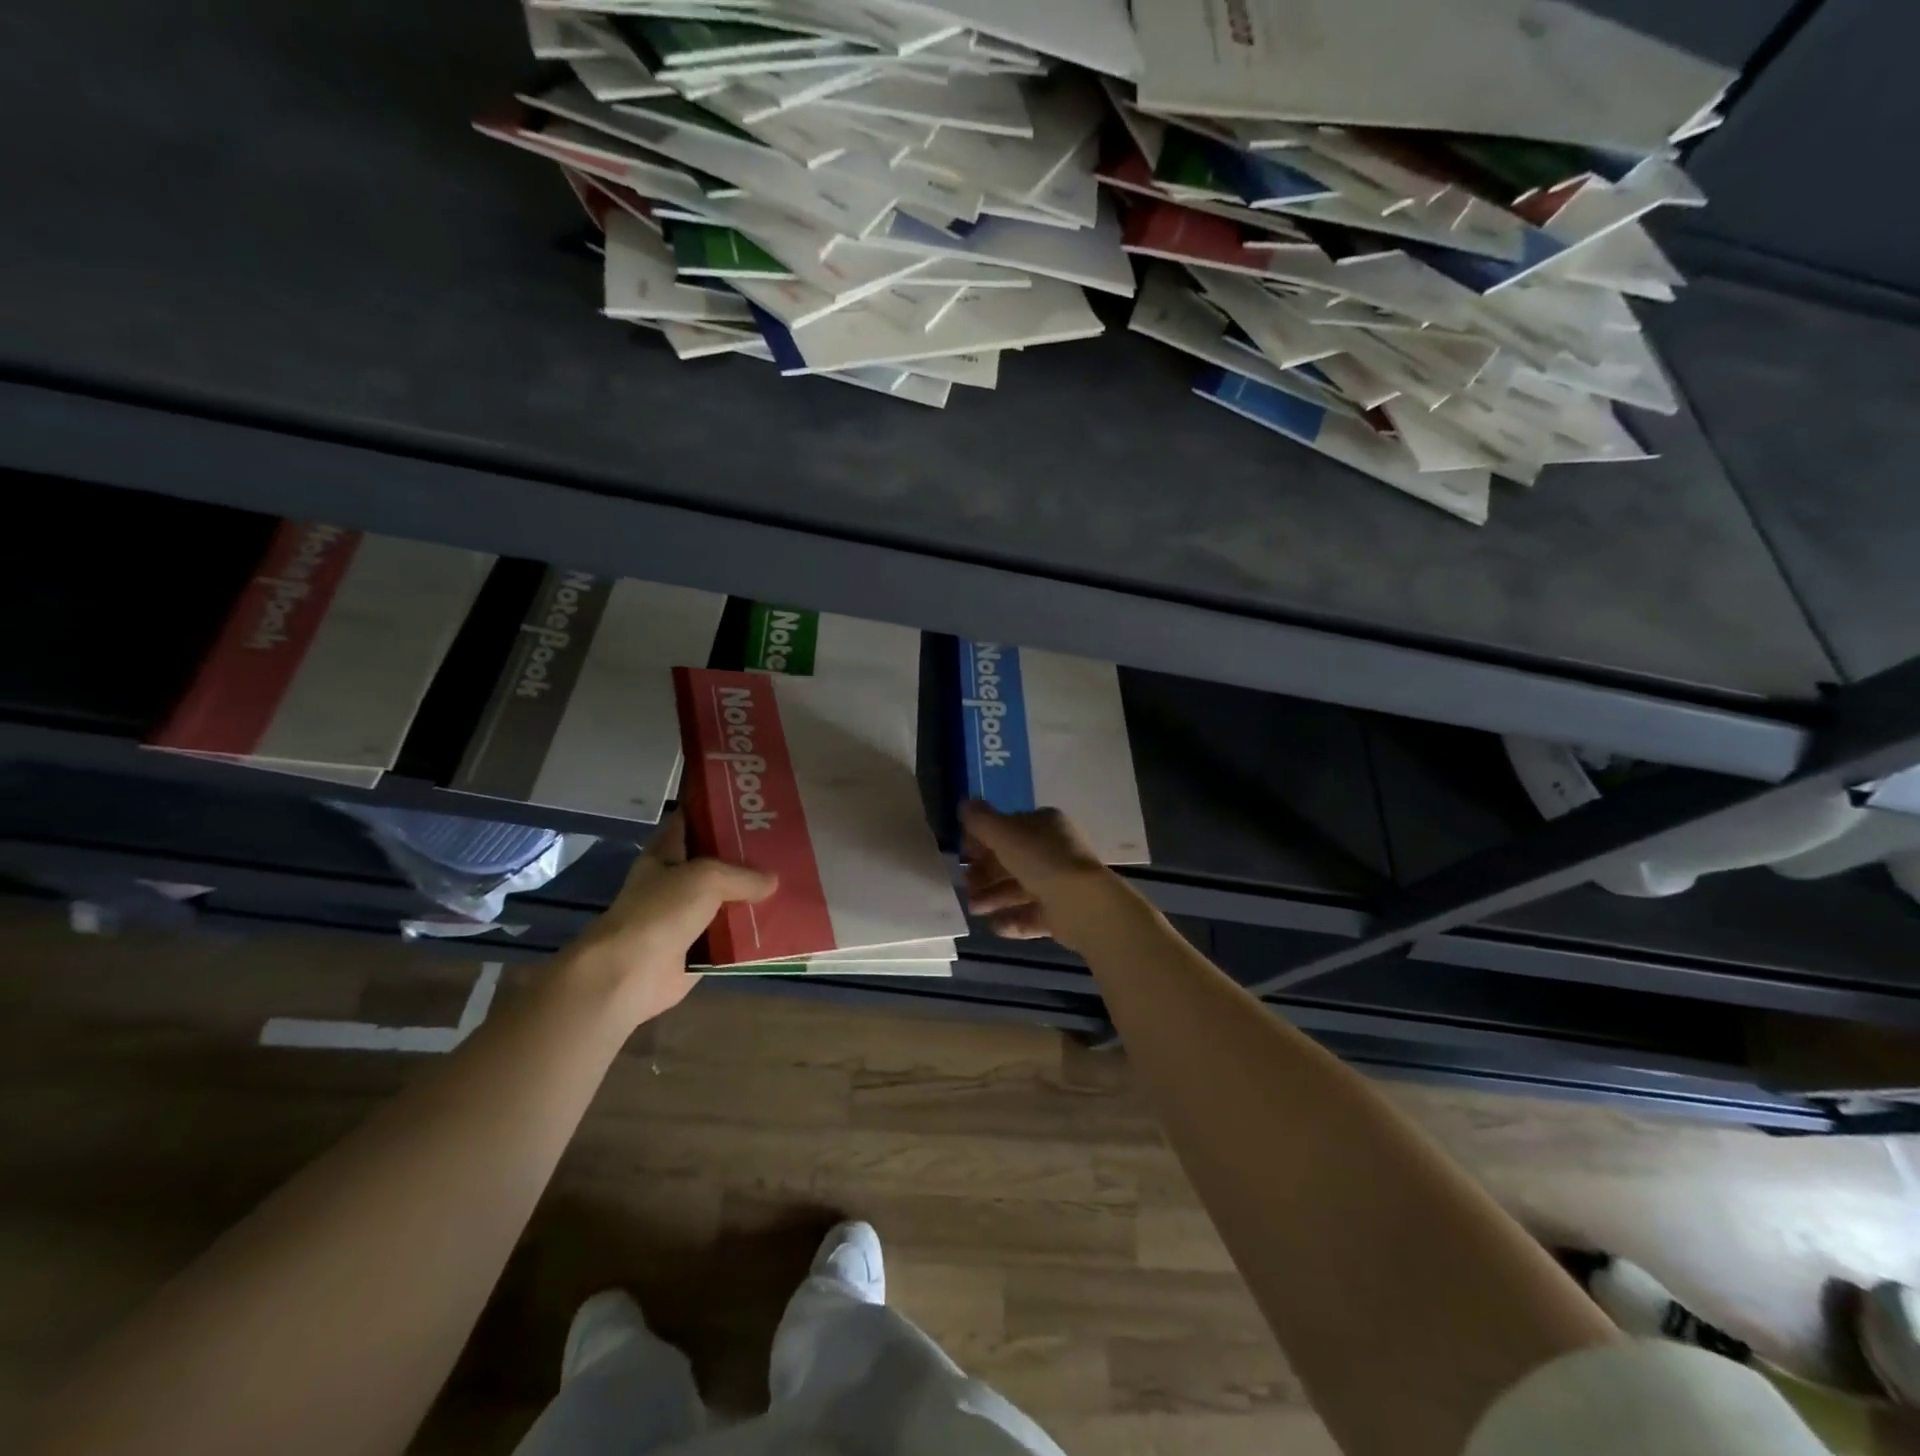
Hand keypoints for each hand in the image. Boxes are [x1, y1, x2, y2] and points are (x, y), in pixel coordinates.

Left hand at [561, 813, 776, 1024]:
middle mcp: (676, 881)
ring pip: (728, 900)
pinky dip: (753, 933)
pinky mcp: (699, 949)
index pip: (692, 820)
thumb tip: (773, 881)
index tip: (752, 803)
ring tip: (794, 881)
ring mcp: (687, 917)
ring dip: (755, 896)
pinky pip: (733, 936)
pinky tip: (784, 923)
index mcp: (666, 853)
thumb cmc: (661, 911)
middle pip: (717, 861)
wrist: (630, 974)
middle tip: (786, 843)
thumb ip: (743, 874)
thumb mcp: (706, 878)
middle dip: (748, 855)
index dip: (718, 809)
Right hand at [961, 801, 1119, 948]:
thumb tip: (964, 805)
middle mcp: (1056, 851)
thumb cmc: (1041, 859)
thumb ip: (981, 820)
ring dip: (994, 898)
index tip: (963, 855)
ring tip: (973, 910)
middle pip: (1013, 861)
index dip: (983, 840)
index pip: (1010, 828)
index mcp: (1045, 825)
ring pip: (1021, 889)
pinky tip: (994, 926)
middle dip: (985, 874)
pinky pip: (1033, 914)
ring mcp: (1062, 883)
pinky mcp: (1064, 913)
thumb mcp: (1004, 833)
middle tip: (965, 886)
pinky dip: (1013, 920)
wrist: (1082, 903)